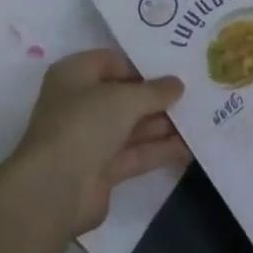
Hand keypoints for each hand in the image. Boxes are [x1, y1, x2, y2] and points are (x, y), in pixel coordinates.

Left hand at [7, 50, 188, 235]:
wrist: (55, 190)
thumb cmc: (84, 124)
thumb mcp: (124, 98)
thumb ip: (154, 91)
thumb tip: (178, 84)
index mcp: (75, 74)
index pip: (111, 62)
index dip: (141, 65)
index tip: (172, 69)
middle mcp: (79, 103)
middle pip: (123, 95)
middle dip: (156, 97)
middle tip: (192, 93)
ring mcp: (90, 139)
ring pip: (131, 126)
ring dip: (161, 124)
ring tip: (198, 119)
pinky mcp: (101, 170)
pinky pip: (134, 154)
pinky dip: (158, 150)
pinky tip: (188, 148)